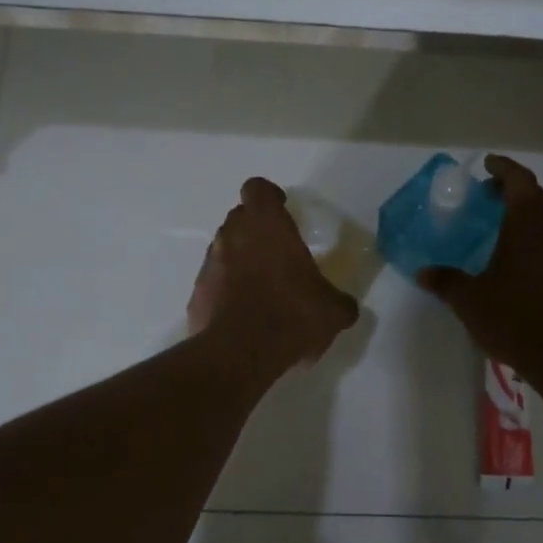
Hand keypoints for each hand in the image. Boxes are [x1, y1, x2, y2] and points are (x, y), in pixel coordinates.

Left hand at [189, 178, 358, 370]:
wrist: (240, 353)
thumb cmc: (291, 314)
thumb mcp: (332, 310)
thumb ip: (340, 301)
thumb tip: (345, 306)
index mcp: (266, 225)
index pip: (258, 188)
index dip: (269, 196)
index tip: (283, 209)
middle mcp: (233, 235)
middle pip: (240, 216)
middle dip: (256, 227)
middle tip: (277, 250)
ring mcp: (210, 264)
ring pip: (224, 248)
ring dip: (240, 258)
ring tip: (262, 285)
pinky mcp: (197, 294)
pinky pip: (214, 282)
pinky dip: (226, 289)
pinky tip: (243, 312)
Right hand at [418, 155, 542, 386]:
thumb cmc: (516, 320)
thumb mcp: (470, 302)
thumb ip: (446, 282)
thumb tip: (422, 273)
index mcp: (528, 224)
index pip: (519, 180)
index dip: (503, 168)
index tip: (487, 165)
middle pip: (536, 198)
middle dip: (512, 193)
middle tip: (488, 199)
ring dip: (528, 221)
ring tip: (504, 235)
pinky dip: (542, 246)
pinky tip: (527, 270)